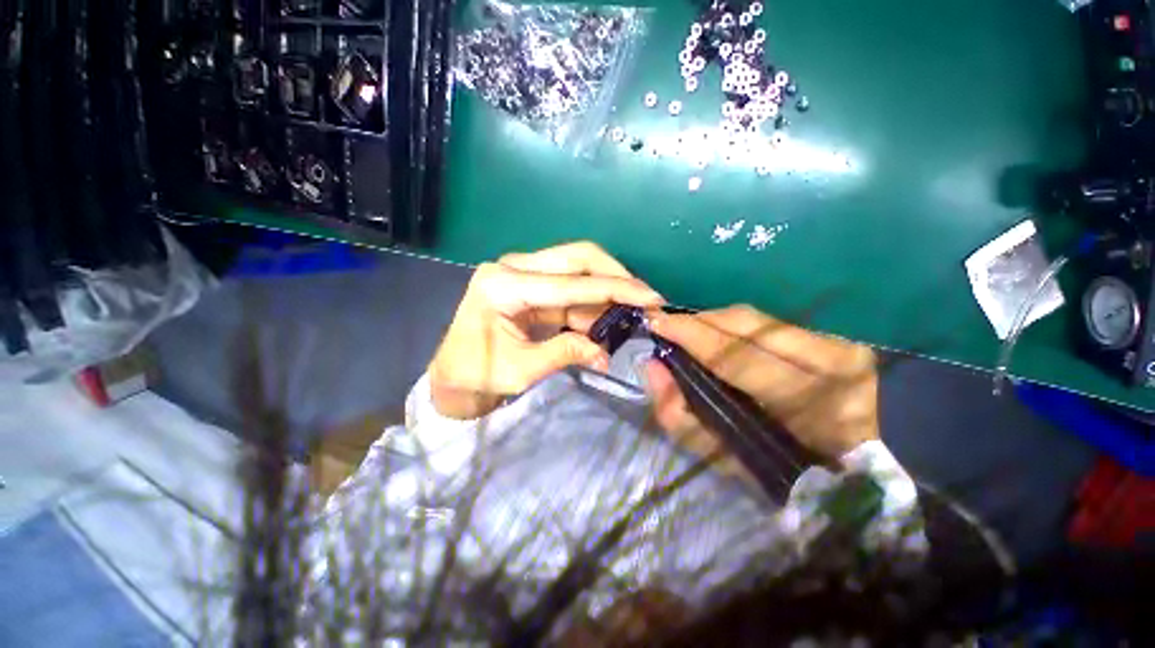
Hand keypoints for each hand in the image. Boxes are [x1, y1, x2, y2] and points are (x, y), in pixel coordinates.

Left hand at [429, 242, 664, 419]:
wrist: (452, 375)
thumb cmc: (476, 375)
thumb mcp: (521, 370)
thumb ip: (565, 354)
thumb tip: (605, 353)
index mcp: (504, 286)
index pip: (571, 283)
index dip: (615, 290)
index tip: (651, 297)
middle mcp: (513, 267)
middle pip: (577, 257)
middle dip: (615, 276)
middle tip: (643, 299)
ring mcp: (521, 272)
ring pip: (577, 266)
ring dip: (605, 289)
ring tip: (629, 314)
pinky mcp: (530, 284)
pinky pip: (570, 285)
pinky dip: (591, 301)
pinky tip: (604, 319)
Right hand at [646, 305, 878, 461]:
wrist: (845, 475)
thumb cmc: (775, 472)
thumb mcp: (722, 456)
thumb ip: (680, 415)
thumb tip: (651, 366)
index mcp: (807, 406)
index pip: (735, 357)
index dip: (690, 336)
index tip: (656, 323)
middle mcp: (832, 367)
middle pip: (748, 326)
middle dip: (698, 322)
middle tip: (666, 322)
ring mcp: (841, 350)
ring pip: (758, 319)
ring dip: (714, 321)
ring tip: (688, 328)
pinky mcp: (839, 343)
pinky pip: (770, 323)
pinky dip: (736, 325)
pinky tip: (718, 332)